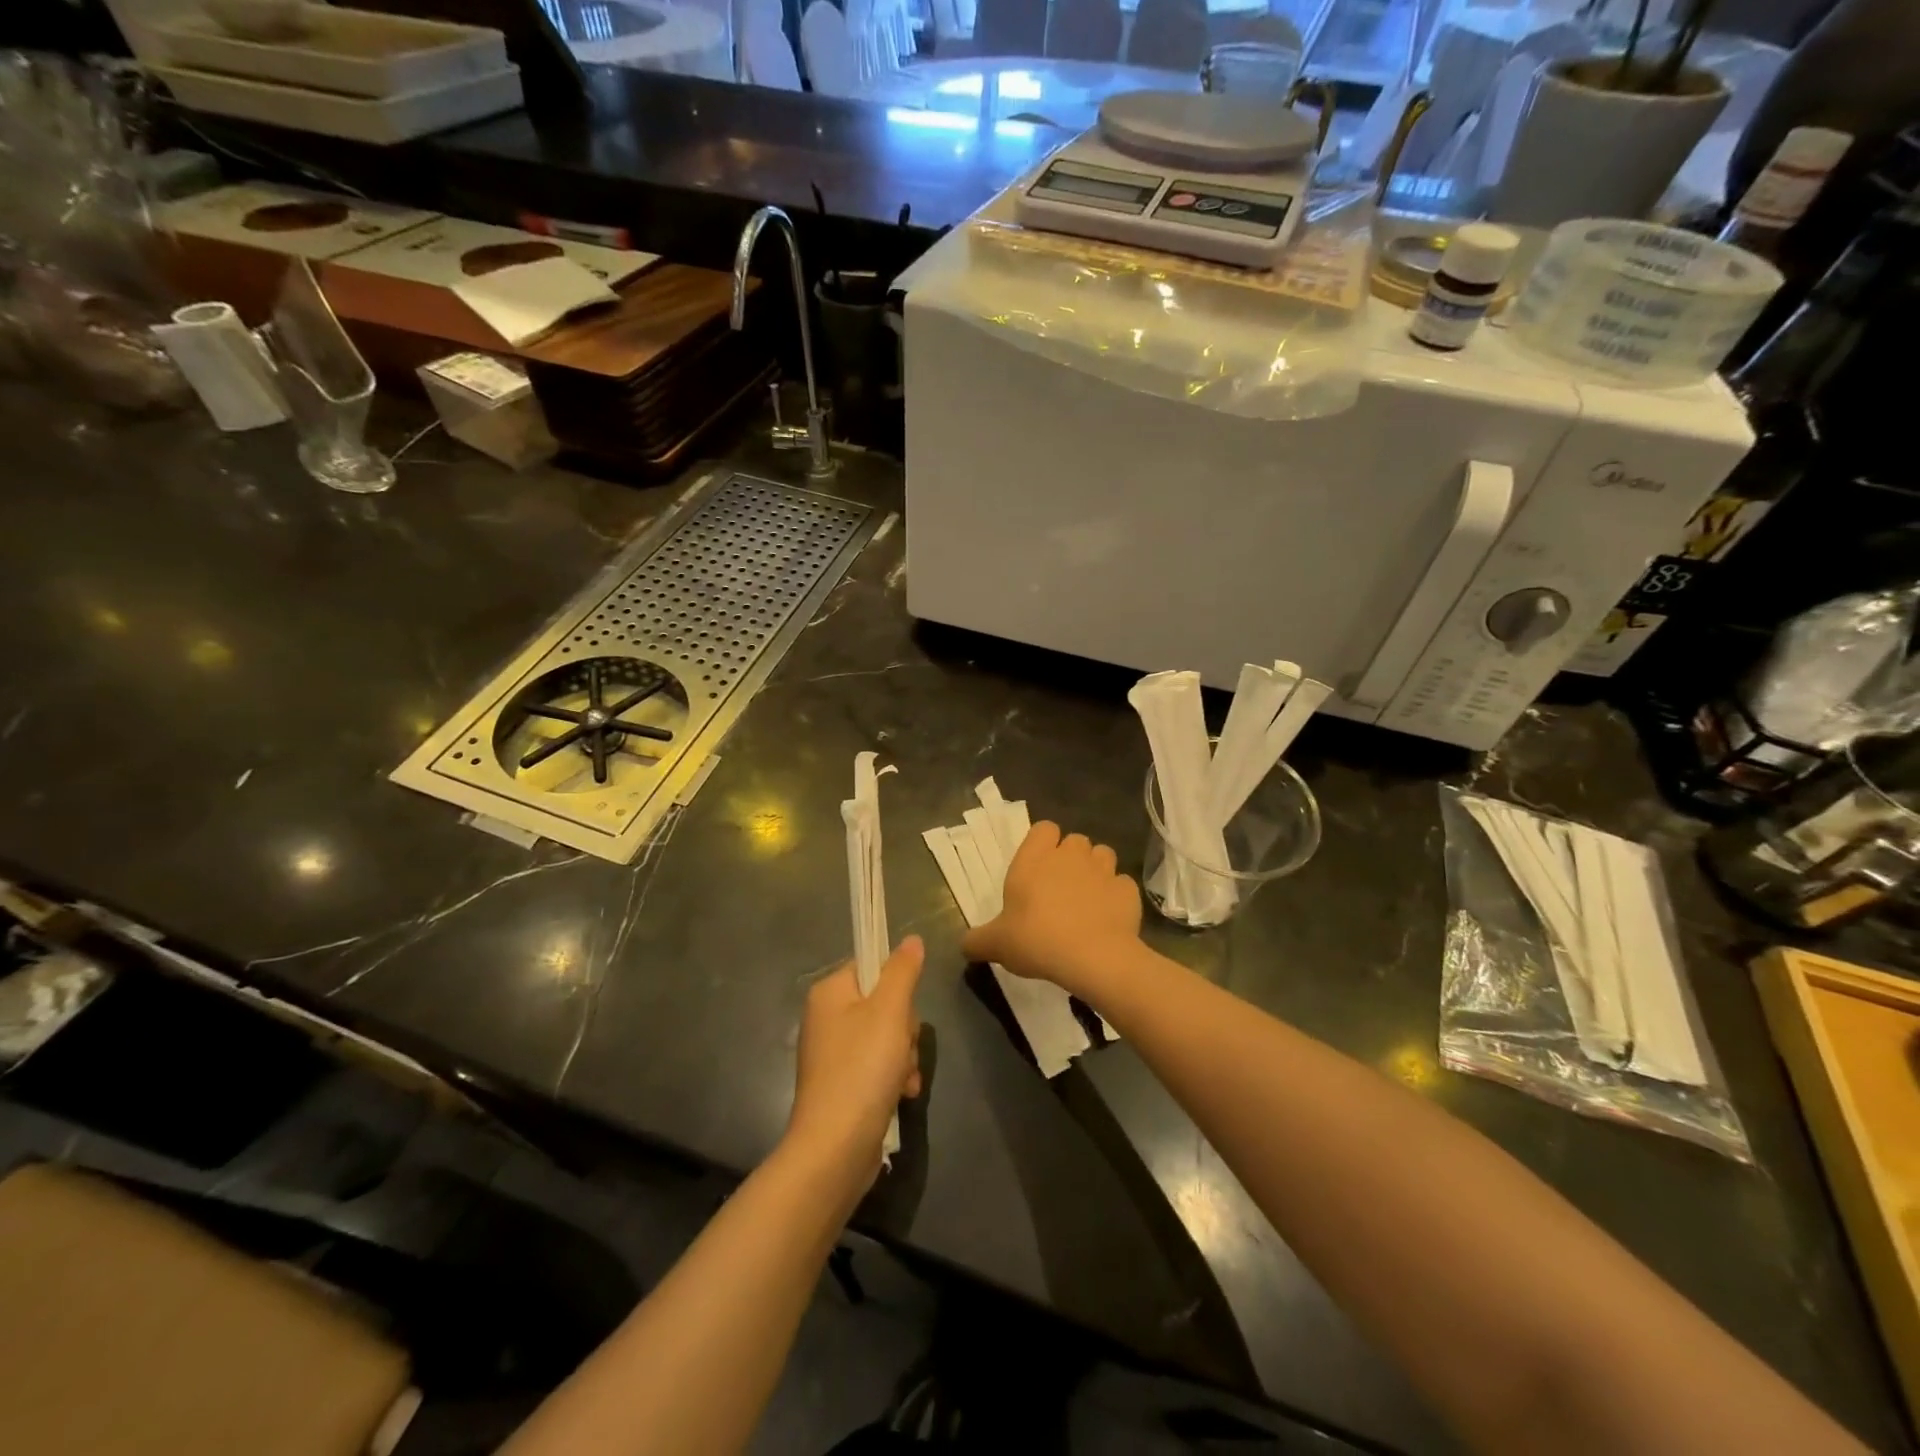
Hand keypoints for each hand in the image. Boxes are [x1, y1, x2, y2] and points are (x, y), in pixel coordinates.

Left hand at [787, 936, 923, 1174]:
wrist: (835, 1147)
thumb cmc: (862, 1068)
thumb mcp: (890, 1011)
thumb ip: (903, 971)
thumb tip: (911, 939)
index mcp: (829, 992)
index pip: (870, 965)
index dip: (897, 984)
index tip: (905, 1008)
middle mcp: (826, 1018)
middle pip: (882, 1003)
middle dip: (905, 1028)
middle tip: (904, 1047)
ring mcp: (832, 1054)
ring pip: (886, 1036)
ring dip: (904, 1056)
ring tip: (903, 1078)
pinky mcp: (841, 1084)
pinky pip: (877, 1066)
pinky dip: (893, 1077)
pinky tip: (901, 1094)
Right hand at [962, 822, 1140, 996]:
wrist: (1093, 958)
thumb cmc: (1037, 940)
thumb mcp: (997, 944)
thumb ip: (977, 940)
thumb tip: (964, 945)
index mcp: (1035, 859)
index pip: (1044, 828)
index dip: (1043, 843)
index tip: (1038, 867)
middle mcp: (1070, 855)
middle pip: (1075, 841)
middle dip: (1070, 857)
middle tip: (1060, 887)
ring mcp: (1103, 870)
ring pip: (1102, 855)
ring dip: (1096, 870)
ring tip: (1087, 898)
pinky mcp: (1128, 890)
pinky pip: (1121, 884)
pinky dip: (1116, 895)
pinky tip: (1108, 916)